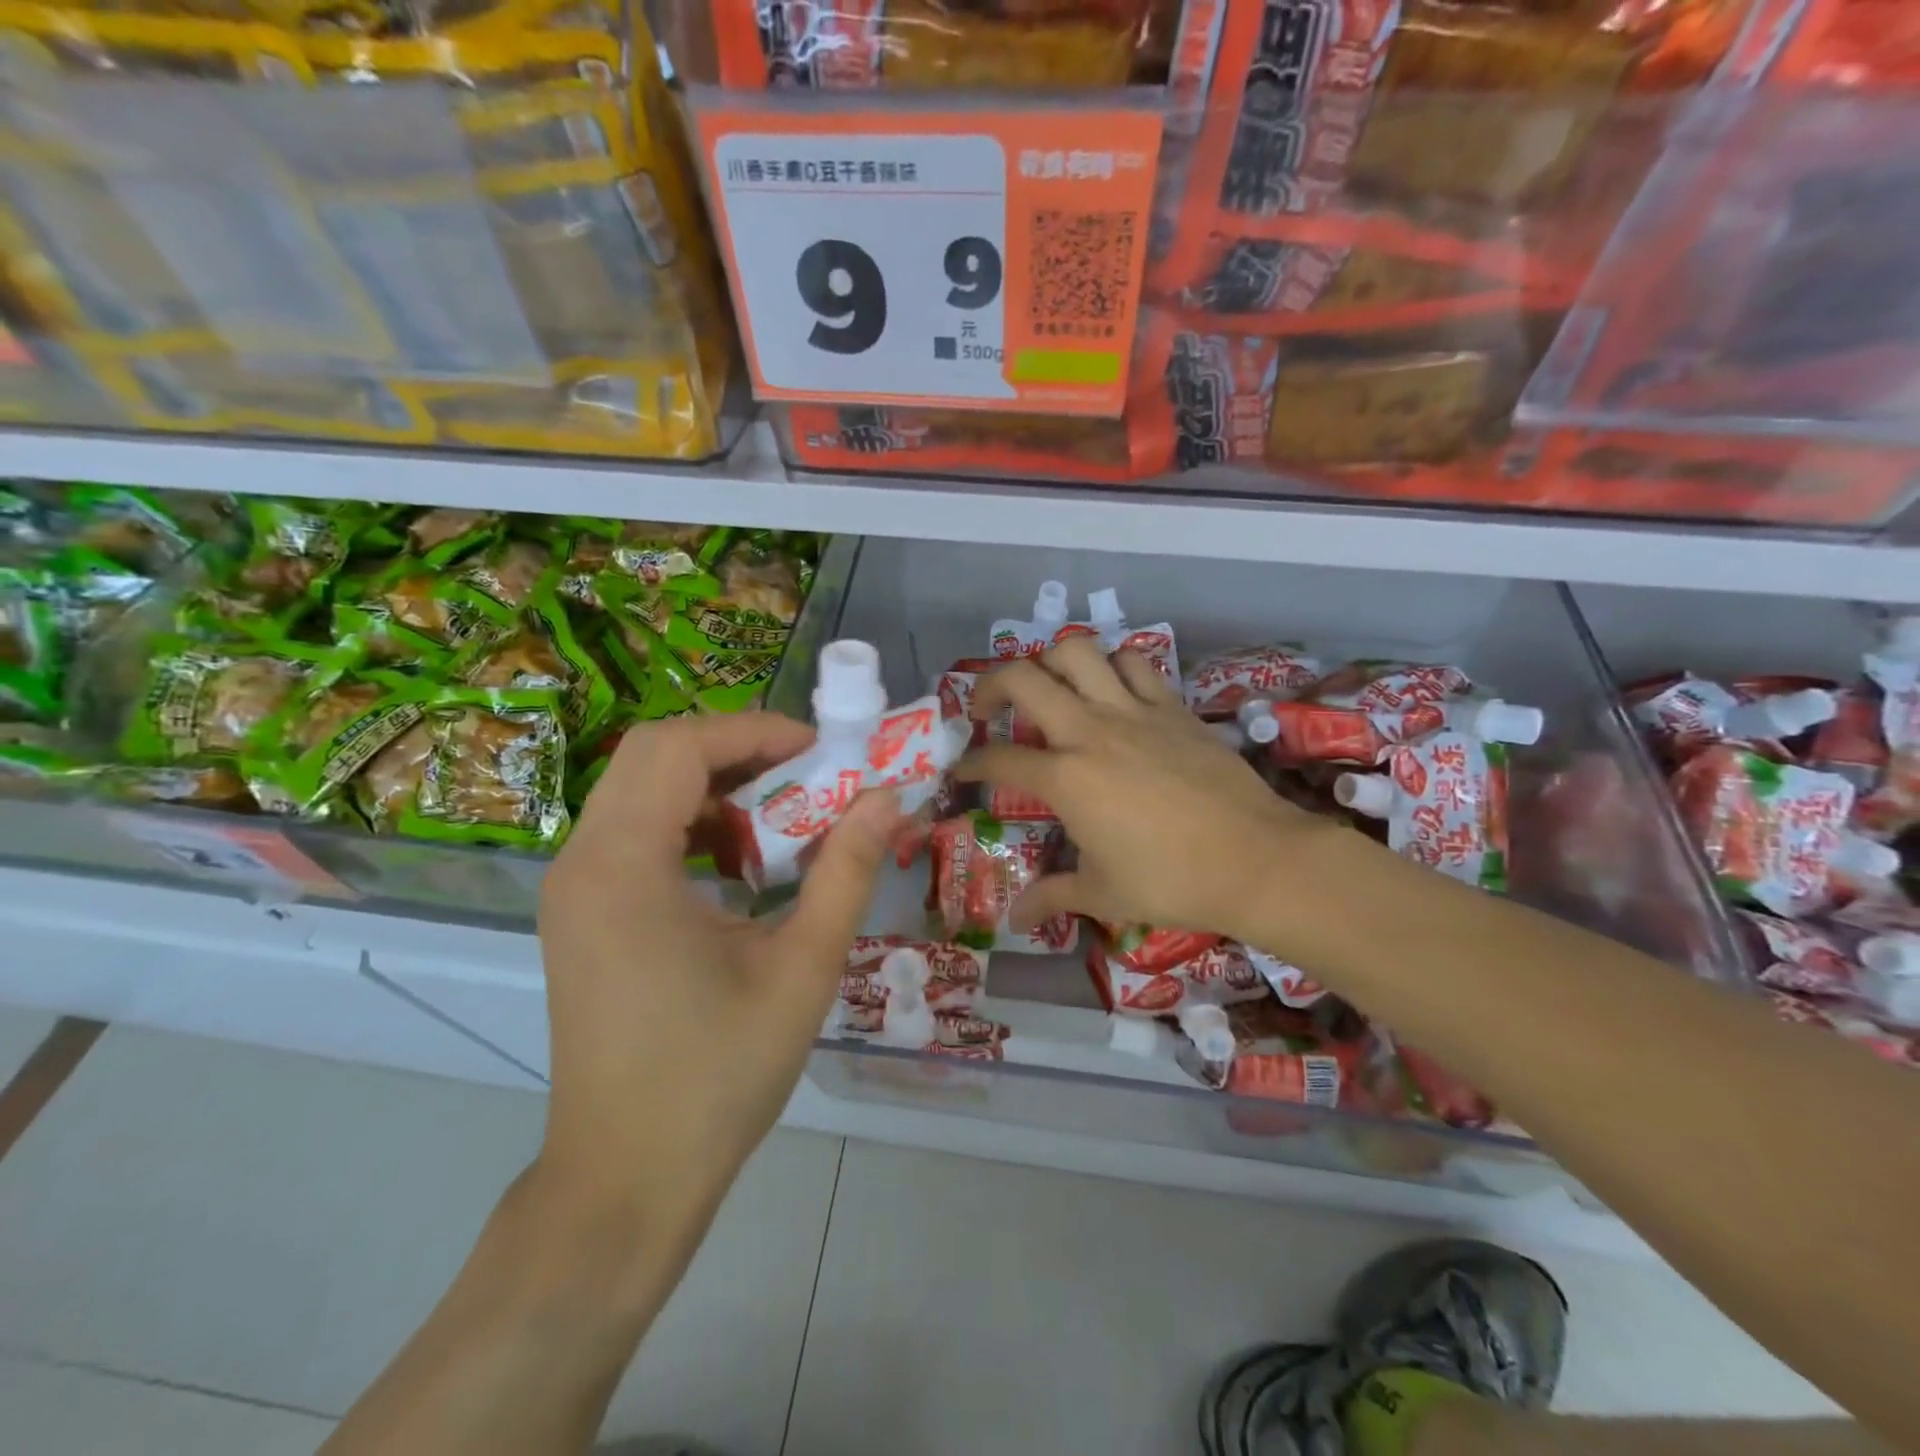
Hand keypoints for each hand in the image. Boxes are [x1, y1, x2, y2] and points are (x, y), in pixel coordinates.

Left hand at [535, 713, 899, 1215]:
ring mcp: (573, 889)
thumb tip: (887, 798)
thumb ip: (846, 871)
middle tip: (808, 776)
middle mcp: (583, 862)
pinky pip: (635, 832)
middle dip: (739, 750)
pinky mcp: (581, 914)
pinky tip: (739, 868)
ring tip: (781, 821)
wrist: (627, 1181)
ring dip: (716, 786)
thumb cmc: (718, 1076)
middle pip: (655, 754)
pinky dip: (692, 824)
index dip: (757, 731)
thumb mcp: (802, 968)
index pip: (681, 747)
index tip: (824, 752)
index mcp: (624, 867)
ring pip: (643, 790)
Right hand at [957, 636, 1346, 949]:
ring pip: (1078, 652)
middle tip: (987, 709)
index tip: (963, 770)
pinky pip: (1134, 663)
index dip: (972, 764)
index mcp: (1065, 778)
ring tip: (1049, 688)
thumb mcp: (1103, 893)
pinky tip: (1110, 689)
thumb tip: (1016, 917)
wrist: (1256, 859)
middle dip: (990, 686)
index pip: (999, 760)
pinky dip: (1112, 665)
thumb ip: (1052, 896)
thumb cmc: (1172, 880)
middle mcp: (1090, 730)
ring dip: (1051, 662)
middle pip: (1023, 679)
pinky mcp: (1172, 707)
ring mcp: (1133, 711)